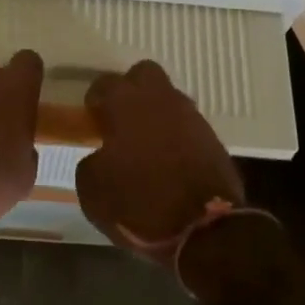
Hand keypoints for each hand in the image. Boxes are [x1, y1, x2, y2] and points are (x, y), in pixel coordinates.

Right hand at [76, 61, 243, 260]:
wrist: (205, 230)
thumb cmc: (139, 204)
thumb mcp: (93, 190)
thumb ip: (91, 162)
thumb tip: (100, 156)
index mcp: (126, 105)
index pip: (106, 82)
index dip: (96, 98)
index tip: (92, 116)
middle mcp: (161, 100)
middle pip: (145, 73)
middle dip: (131, 88)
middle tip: (120, 117)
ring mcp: (191, 117)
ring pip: (169, 98)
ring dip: (155, 112)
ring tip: (145, 142)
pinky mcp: (213, 139)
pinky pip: (187, 124)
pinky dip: (175, 134)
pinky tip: (168, 159)